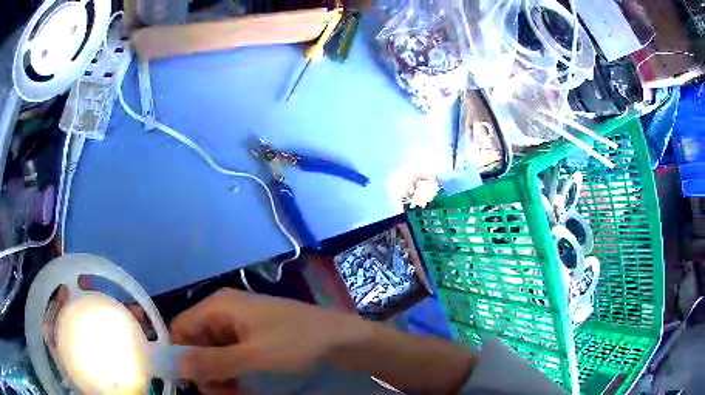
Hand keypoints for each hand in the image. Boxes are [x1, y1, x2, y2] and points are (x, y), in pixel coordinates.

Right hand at [170, 288, 369, 392]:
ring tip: (235, 394)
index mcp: (219, 306)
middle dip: (204, 371)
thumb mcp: (254, 355)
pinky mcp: (253, 337)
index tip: (194, 383)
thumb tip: (177, 367)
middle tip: (222, 394)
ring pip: (213, 352)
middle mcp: (224, 312)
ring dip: (218, 375)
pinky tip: (242, 387)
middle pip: (196, 342)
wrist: (341, 338)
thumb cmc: (297, 342)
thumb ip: (214, 362)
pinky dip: (232, 372)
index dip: (181, 355)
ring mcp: (239, 324)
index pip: (181, 328)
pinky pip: (231, 355)